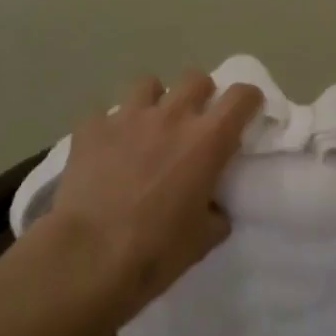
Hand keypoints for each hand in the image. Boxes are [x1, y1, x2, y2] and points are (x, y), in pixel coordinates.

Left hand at [38, 70, 264, 322]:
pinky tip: (106, 148)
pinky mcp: (91, 127)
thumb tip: (213, 205)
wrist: (87, 257)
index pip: (241, 96)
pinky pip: (105, 113)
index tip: (246, 112)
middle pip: (196, 78)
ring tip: (148, 126)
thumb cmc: (154, 252)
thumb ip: (216, 211)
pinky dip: (110, 126)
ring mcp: (128, 116)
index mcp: (207, 141)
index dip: (248, 99)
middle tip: (194, 120)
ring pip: (149, 83)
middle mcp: (171, 116)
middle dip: (200, 94)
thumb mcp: (203, 239)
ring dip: (155, 100)